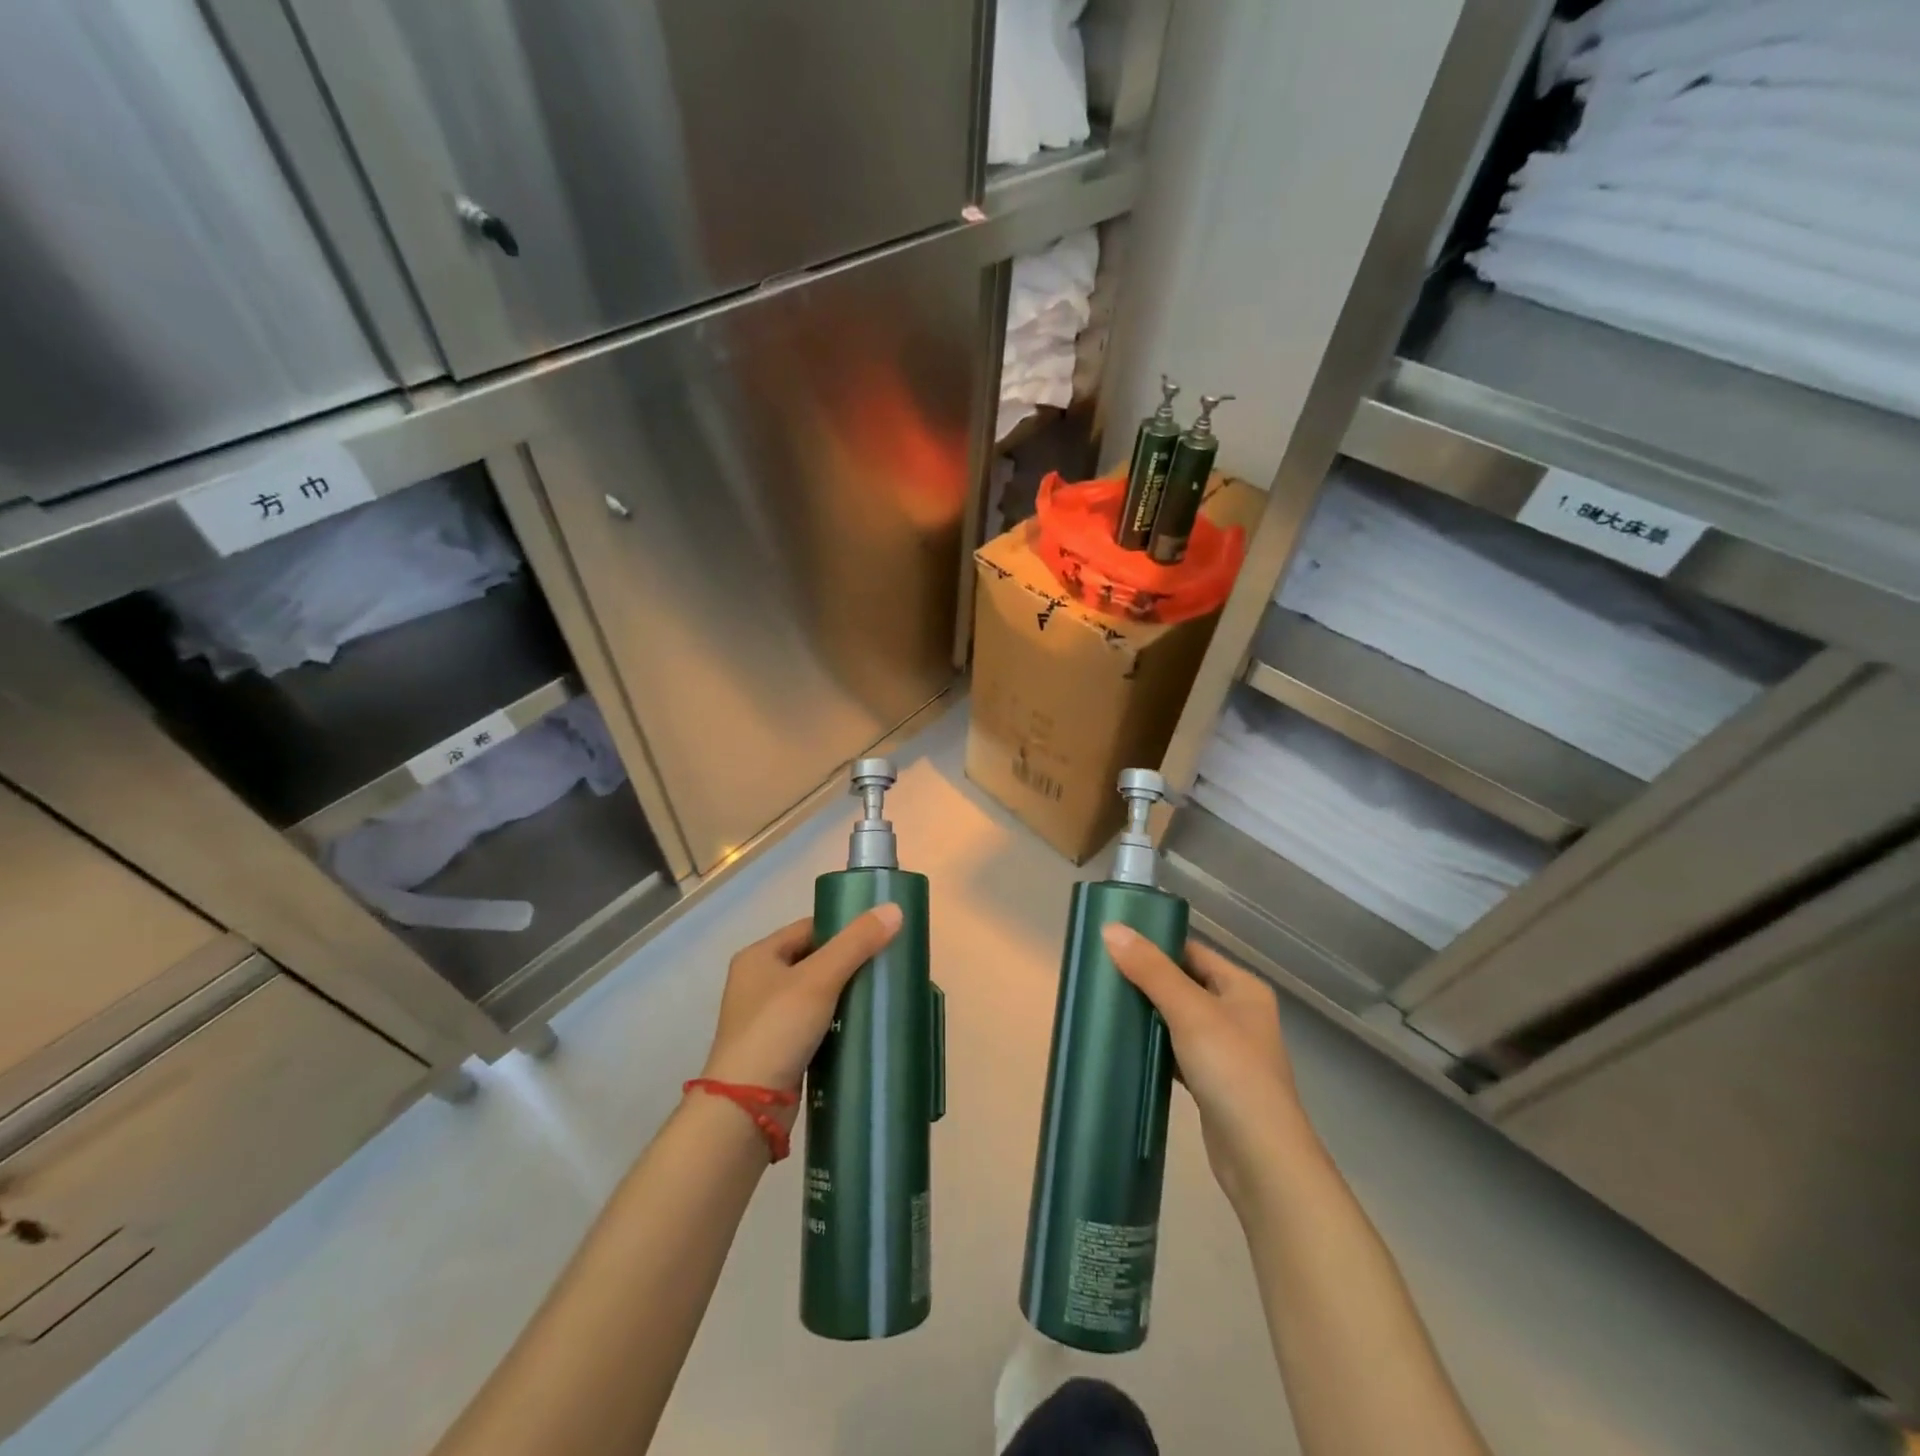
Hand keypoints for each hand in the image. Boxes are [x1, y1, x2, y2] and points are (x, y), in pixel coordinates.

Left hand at [699, 905, 903, 1105]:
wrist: (746, 1108)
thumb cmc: (777, 1030)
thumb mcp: (819, 979)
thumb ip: (856, 943)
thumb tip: (895, 909)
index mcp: (759, 956)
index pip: (809, 927)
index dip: (844, 928)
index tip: (880, 935)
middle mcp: (758, 982)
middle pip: (814, 960)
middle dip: (849, 963)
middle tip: (887, 966)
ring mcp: (767, 1019)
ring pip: (816, 995)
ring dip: (845, 995)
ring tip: (881, 995)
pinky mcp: (779, 1050)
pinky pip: (815, 1025)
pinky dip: (837, 1023)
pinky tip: (863, 1027)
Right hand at [1102, 925, 1317, 1213]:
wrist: (1261, 1156)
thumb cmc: (1231, 1070)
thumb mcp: (1189, 1011)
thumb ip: (1151, 970)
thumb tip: (1111, 928)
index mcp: (1242, 988)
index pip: (1192, 952)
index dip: (1156, 944)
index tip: (1114, 943)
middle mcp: (1239, 1013)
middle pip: (1184, 983)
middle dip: (1146, 979)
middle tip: (1102, 973)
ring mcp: (1227, 1050)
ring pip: (1178, 1019)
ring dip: (1148, 1013)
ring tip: (1107, 1004)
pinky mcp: (1213, 1081)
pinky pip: (1177, 1050)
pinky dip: (1155, 1046)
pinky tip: (1127, 1046)